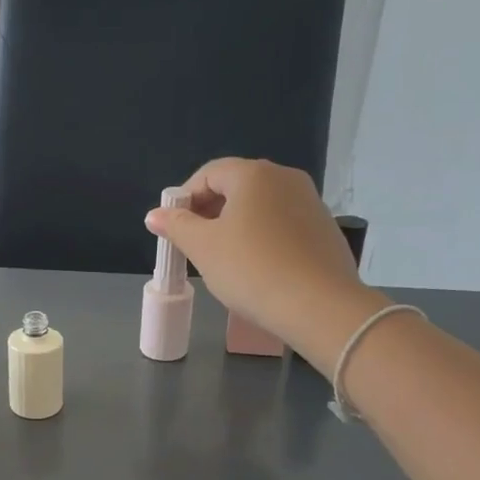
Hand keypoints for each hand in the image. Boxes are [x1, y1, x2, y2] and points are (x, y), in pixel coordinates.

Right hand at [146, 158, 378, 366]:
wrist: (319, 306)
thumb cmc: (251, 270)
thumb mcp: (203, 248)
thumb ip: (176, 226)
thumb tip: (154, 214)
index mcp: (253, 174)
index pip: (209, 173)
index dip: (185, 198)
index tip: (174, 228)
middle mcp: (285, 178)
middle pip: (237, 186)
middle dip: (210, 211)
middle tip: (195, 244)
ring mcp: (310, 202)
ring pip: (262, 206)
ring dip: (237, 225)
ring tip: (225, 259)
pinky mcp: (324, 229)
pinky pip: (283, 224)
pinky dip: (263, 237)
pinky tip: (258, 268)